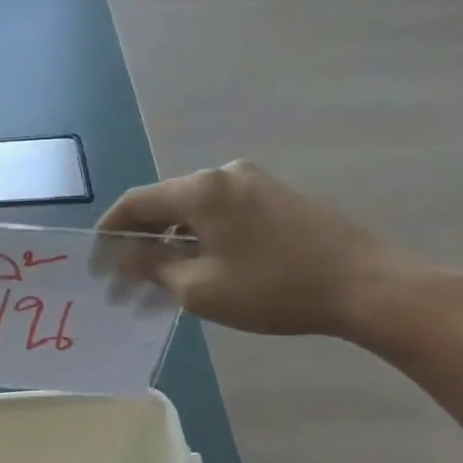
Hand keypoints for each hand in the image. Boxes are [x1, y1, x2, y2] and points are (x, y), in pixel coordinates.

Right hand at [97, 160, 418, 338]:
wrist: (364, 285)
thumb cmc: (272, 289)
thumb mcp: (199, 288)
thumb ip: (154, 267)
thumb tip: (127, 256)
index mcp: (201, 190)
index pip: (135, 203)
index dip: (109, 234)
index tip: (97, 265)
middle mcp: (224, 174)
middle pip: (164, 204)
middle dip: (140, 243)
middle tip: (126, 283)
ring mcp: (255, 182)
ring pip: (193, 211)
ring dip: (170, 244)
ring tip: (160, 283)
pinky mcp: (277, 197)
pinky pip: (221, 214)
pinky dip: (200, 239)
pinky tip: (199, 269)